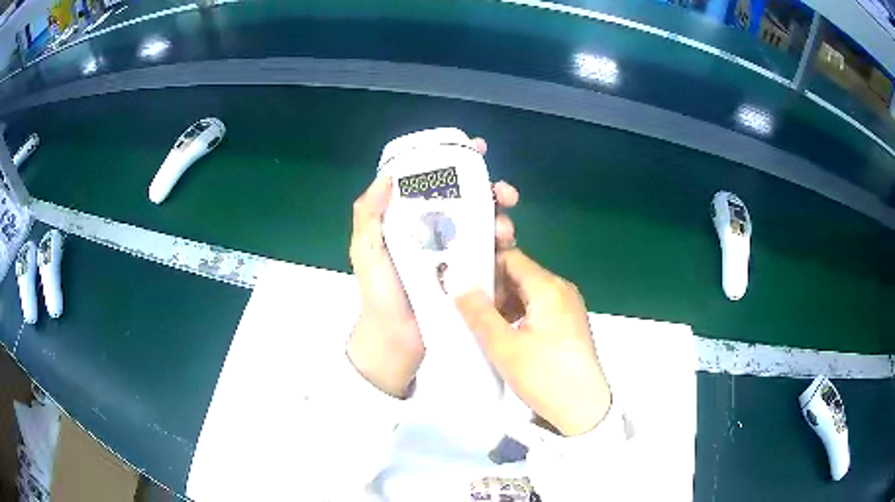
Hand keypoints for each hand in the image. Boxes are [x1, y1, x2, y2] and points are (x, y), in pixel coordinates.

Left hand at [347, 138, 518, 397]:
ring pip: (485, 225)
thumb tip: (387, 176)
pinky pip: (492, 255)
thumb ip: (368, 216)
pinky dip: (503, 247)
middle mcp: (437, 232)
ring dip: (501, 219)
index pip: (434, 184)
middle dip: (492, 191)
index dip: (455, 165)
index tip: (477, 151)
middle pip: (469, 201)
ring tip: (504, 230)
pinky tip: (506, 248)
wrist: (395, 341)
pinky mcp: (471, 277)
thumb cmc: (378, 295)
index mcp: (411, 221)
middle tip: (505, 194)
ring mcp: (457, 255)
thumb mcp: (365, 252)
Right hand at [451, 249, 611, 436]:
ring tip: (489, 330)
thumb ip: (478, 311)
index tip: (464, 288)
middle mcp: (562, 289)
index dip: (484, 268)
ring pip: (529, 292)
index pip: (510, 258)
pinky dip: (521, 315)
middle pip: (520, 274)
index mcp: (548, 287)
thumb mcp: (503, 346)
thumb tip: (456, 279)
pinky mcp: (571, 323)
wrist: (583, 410)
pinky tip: (509, 338)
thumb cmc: (544, 376)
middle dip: (494, 290)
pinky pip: (540, 307)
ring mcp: (569, 306)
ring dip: (506, 305)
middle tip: (473, 315)